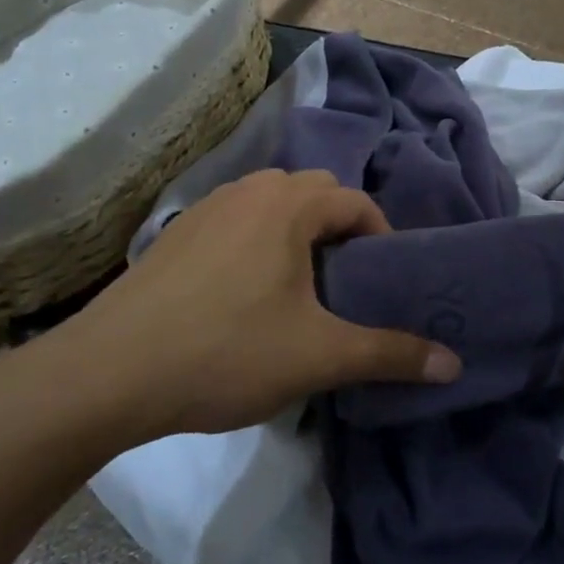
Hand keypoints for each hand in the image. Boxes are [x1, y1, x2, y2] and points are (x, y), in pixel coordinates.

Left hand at [50, 170, 460, 440]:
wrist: (108, 372)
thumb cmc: (226, 352)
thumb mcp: (319, 356)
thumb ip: (390, 354)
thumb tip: (455, 364)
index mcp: (287, 205)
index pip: (355, 202)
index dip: (380, 238)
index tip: (381, 283)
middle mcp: (247, 191)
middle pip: (313, 193)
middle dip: (339, 230)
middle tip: (345, 284)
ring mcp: (204, 209)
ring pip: (269, 204)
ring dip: (295, 233)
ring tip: (298, 288)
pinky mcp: (174, 235)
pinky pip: (234, 222)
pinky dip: (256, 243)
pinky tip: (243, 295)